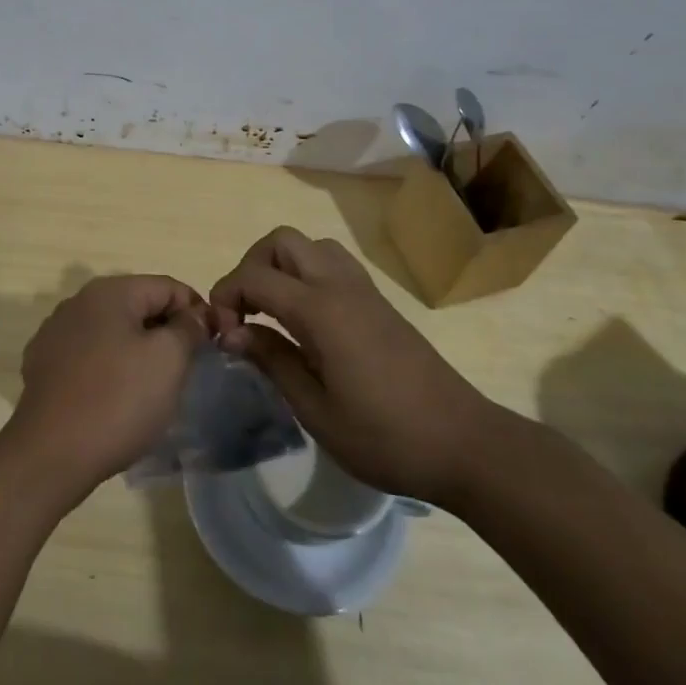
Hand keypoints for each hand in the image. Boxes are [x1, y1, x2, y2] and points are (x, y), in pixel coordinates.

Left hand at [3, 275, 206, 496]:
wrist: (51, 454)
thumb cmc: (118, 400)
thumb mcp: (168, 359)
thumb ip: (188, 328)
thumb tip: (193, 316)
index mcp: (109, 291)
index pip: (167, 287)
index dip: (196, 311)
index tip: (212, 345)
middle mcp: (77, 302)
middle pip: (137, 305)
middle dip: (165, 331)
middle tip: (186, 369)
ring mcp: (55, 333)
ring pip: (112, 331)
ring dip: (136, 349)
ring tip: (152, 387)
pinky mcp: (42, 365)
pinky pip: (88, 355)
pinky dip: (108, 367)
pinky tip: (115, 397)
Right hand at [209, 227, 502, 506]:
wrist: (465, 444)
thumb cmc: (385, 437)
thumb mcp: (316, 411)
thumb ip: (272, 360)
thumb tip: (232, 331)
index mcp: (321, 311)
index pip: (255, 277)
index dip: (226, 295)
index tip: (220, 332)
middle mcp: (340, 286)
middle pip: (282, 241)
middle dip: (251, 266)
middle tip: (244, 312)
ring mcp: (363, 290)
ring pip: (310, 245)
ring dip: (281, 265)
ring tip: (271, 311)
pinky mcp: (379, 302)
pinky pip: (333, 263)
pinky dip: (306, 274)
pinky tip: (305, 319)